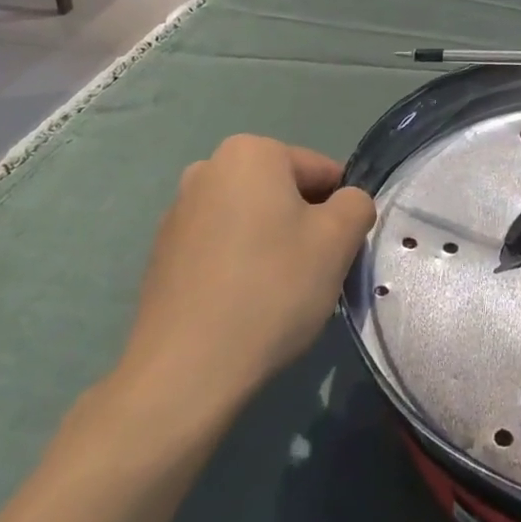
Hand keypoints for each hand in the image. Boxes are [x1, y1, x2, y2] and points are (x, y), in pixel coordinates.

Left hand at [117, 135, 376, 401]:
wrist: (185, 370)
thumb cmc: (271, 288)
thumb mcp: (338, 239)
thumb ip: (356, 204)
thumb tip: (346, 204)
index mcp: (251, 152)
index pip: (322, 172)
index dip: (341, 212)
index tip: (338, 254)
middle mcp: (208, 169)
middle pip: (284, 193)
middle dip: (304, 227)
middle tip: (312, 275)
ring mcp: (179, 211)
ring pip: (253, 220)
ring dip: (273, 246)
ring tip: (276, 296)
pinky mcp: (163, 253)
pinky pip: (222, 247)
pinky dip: (240, 266)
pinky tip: (243, 307)